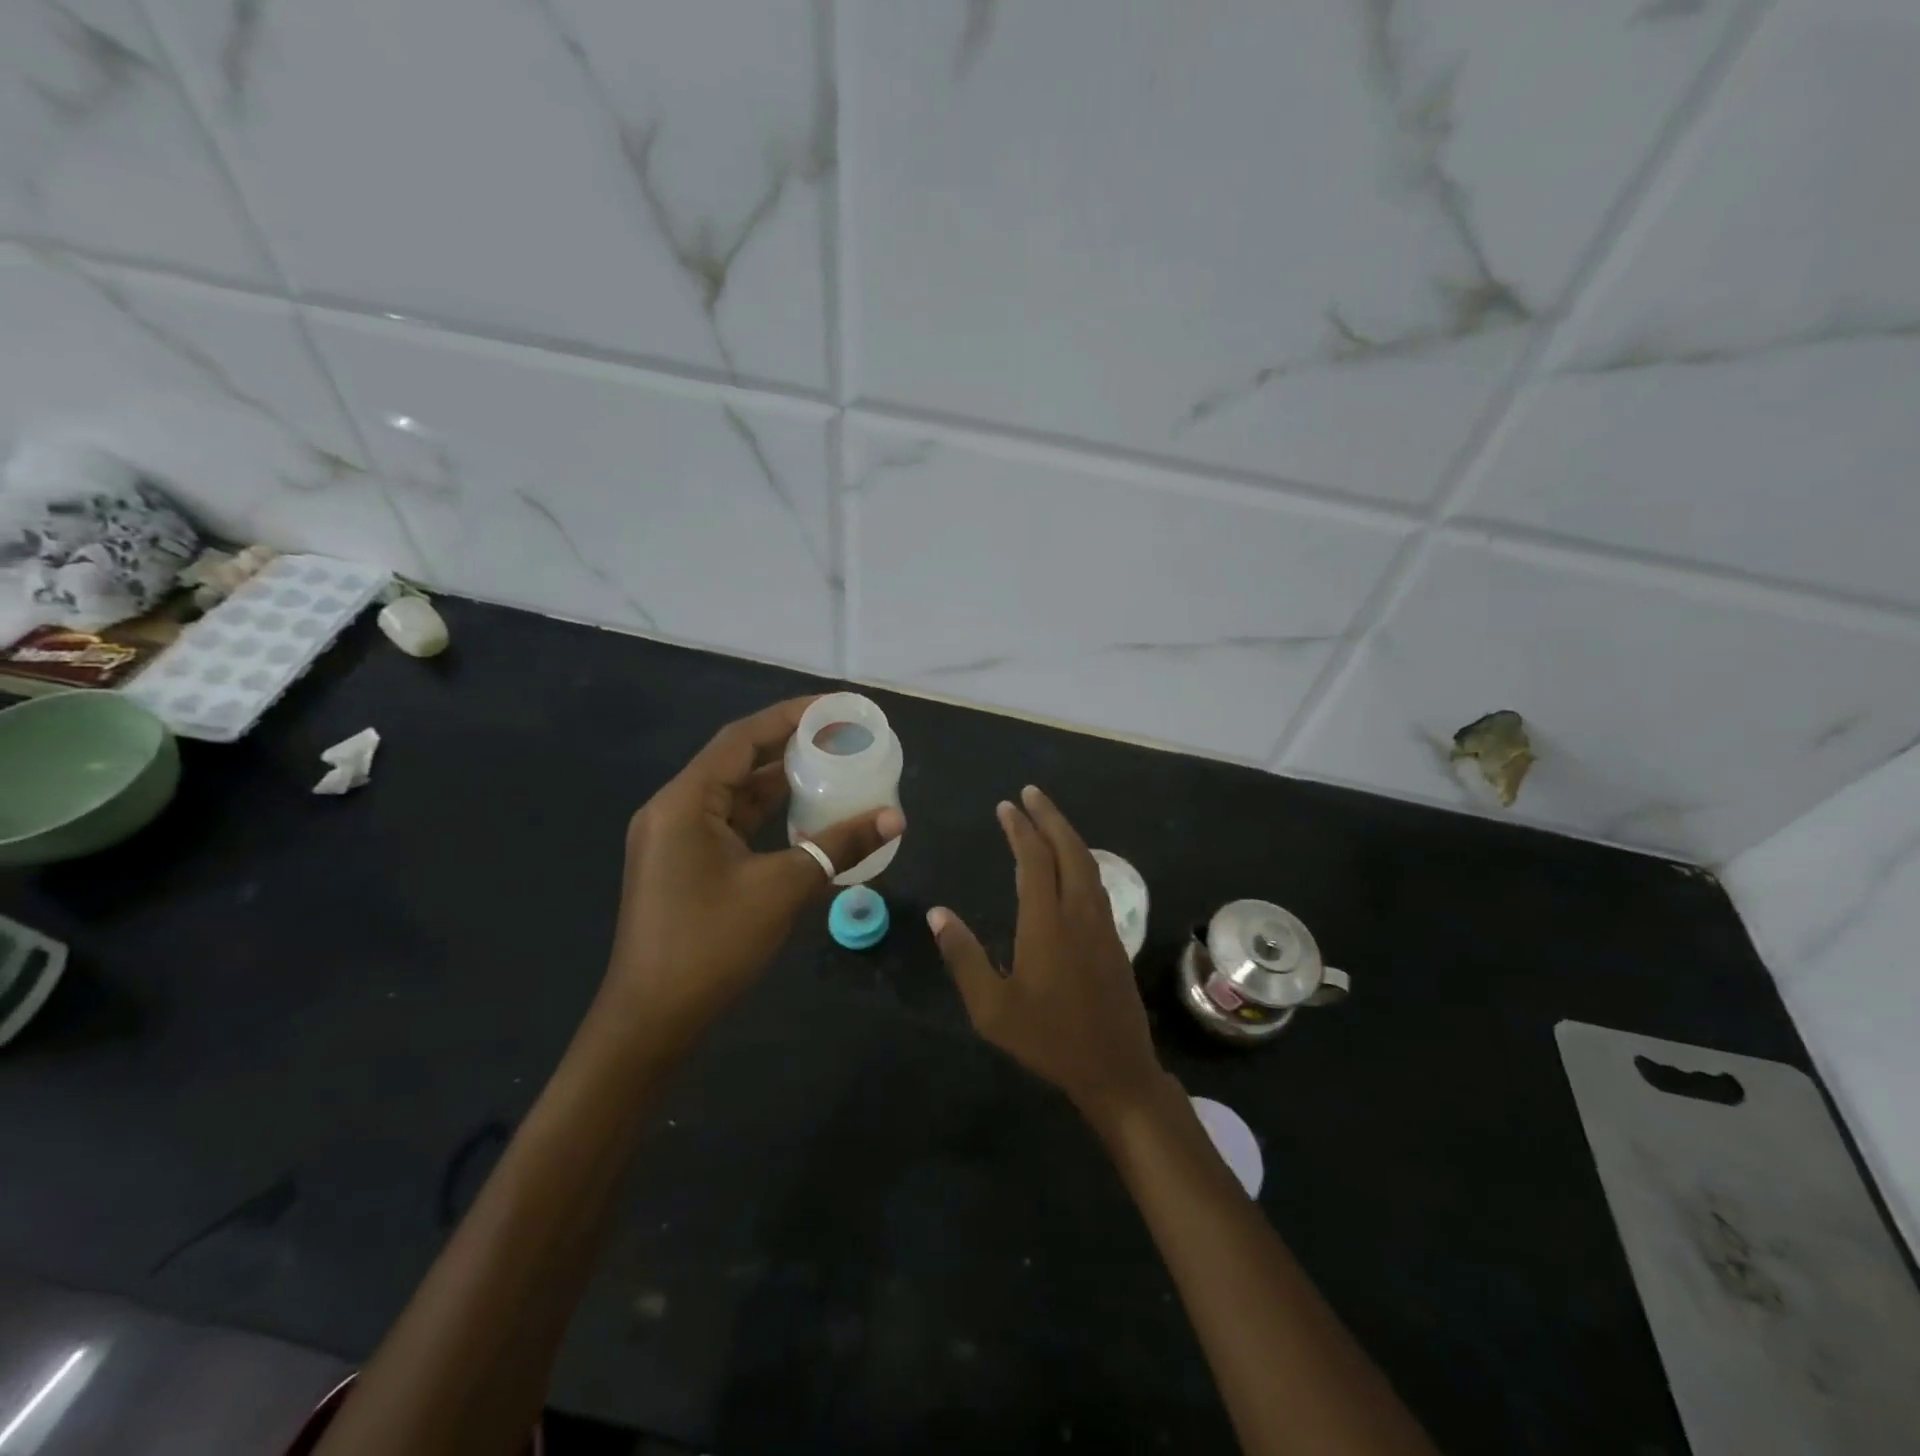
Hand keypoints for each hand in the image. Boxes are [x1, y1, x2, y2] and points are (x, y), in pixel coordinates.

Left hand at [604, 697, 904, 1050]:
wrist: (651, 1021)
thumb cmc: (711, 945)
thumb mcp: (782, 889)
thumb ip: (839, 846)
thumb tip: (895, 817)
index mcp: (685, 802)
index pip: (742, 739)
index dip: (789, 716)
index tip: (834, 707)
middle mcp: (674, 809)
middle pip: (736, 761)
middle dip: (788, 745)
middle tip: (839, 735)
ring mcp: (675, 839)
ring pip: (733, 794)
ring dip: (778, 781)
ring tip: (830, 766)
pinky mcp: (683, 864)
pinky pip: (729, 822)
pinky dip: (766, 814)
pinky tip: (803, 814)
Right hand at [929, 784, 1162, 1125]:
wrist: (1115, 1069)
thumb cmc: (1047, 1039)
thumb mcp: (992, 1008)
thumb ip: (963, 957)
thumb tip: (938, 914)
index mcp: (1047, 923)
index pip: (1035, 860)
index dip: (1020, 829)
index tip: (1007, 806)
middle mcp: (1079, 913)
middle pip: (1069, 850)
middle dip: (1049, 817)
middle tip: (1030, 793)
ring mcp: (1103, 924)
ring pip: (1088, 864)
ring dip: (1067, 835)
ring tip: (1047, 818)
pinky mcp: (1114, 938)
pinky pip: (1096, 882)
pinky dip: (1080, 859)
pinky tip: (1071, 864)